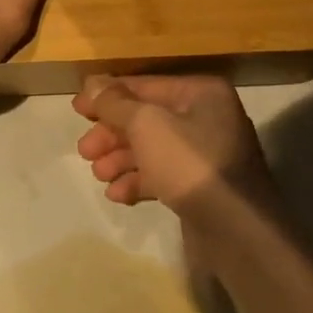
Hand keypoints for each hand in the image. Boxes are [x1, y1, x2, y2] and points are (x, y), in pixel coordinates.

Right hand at [72, 75, 281, 233]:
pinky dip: (139, 181)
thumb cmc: (190, 164)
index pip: (145, 85)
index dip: (108, 95)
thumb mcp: (146, 125)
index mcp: (201, 93)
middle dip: (112, 134)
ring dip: (121, 159)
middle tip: (84, 151)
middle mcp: (207, 117)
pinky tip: (118, 195)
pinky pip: (164, 175)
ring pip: (153, 149)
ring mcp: (207, 154)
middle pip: (147, 118)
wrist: (236, 229)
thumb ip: (115, 103)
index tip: (76, 109)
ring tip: (98, 174)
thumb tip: (92, 83)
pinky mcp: (202, 187)